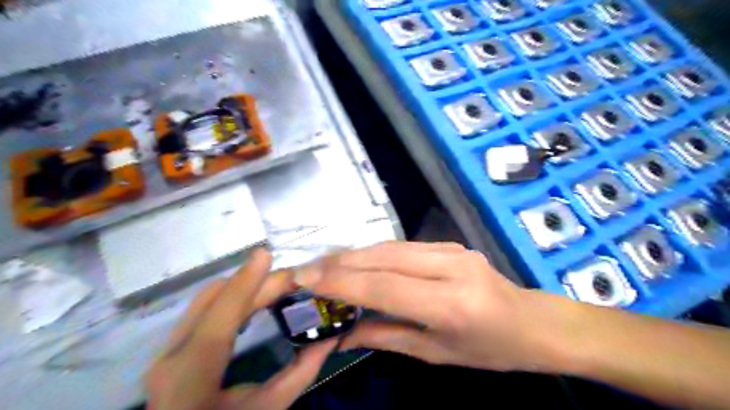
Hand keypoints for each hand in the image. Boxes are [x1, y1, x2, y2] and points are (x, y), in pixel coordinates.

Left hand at [145, 248, 338, 409]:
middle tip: (292, 279)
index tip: (267, 254)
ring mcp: (167, 349)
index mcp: (191, 374)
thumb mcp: (266, 409)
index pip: (221, 315)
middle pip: (214, 298)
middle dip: (255, 282)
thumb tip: (331, 338)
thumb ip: (300, 372)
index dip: (245, 281)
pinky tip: (254, 298)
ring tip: (277, 285)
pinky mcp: (172, 347)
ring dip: (243, 285)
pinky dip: (232, 295)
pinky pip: (204, 308)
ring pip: (207, 299)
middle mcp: (172, 354)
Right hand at [292, 242, 549, 372]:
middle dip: (339, 262)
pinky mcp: (449, 243)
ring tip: (323, 265)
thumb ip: (387, 337)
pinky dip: (373, 253)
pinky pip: (402, 246)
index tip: (305, 280)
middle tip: (306, 270)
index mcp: (450, 303)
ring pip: (389, 246)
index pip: (383, 285)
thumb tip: (344, 333)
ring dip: (353, 254)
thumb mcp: (436, 354)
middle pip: (382, 257)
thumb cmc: (489, 349)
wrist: (532, 321)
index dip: (340, 281)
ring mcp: (451, 249)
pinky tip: (356, 261)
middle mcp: (450, 266)